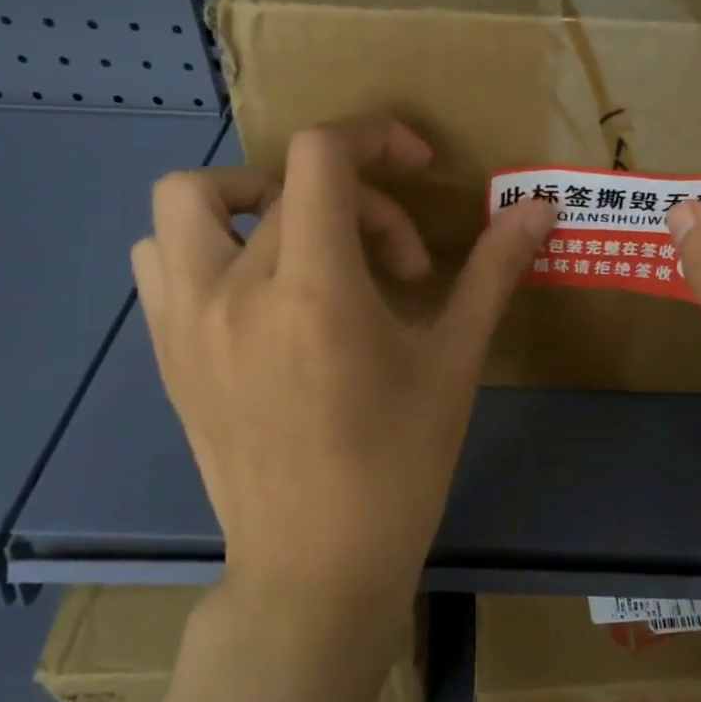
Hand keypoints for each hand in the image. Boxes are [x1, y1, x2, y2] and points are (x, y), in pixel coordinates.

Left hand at [131, 116, 556, 624]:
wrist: (313, 567)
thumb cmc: (397, 467)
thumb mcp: (453, 363)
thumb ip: (493, 272)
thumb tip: (541, 209)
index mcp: (313, 289)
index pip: (321, 155)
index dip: (373, 134)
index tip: (417, 166)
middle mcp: (233, 289)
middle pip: (285, 181)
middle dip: (354, 198)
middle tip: (393, 259)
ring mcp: (185, 320)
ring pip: (189, 201)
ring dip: (252, 197)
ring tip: (305, 241)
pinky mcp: (166, 351)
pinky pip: (160, 259)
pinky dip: (206, 243)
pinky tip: (257, 290)